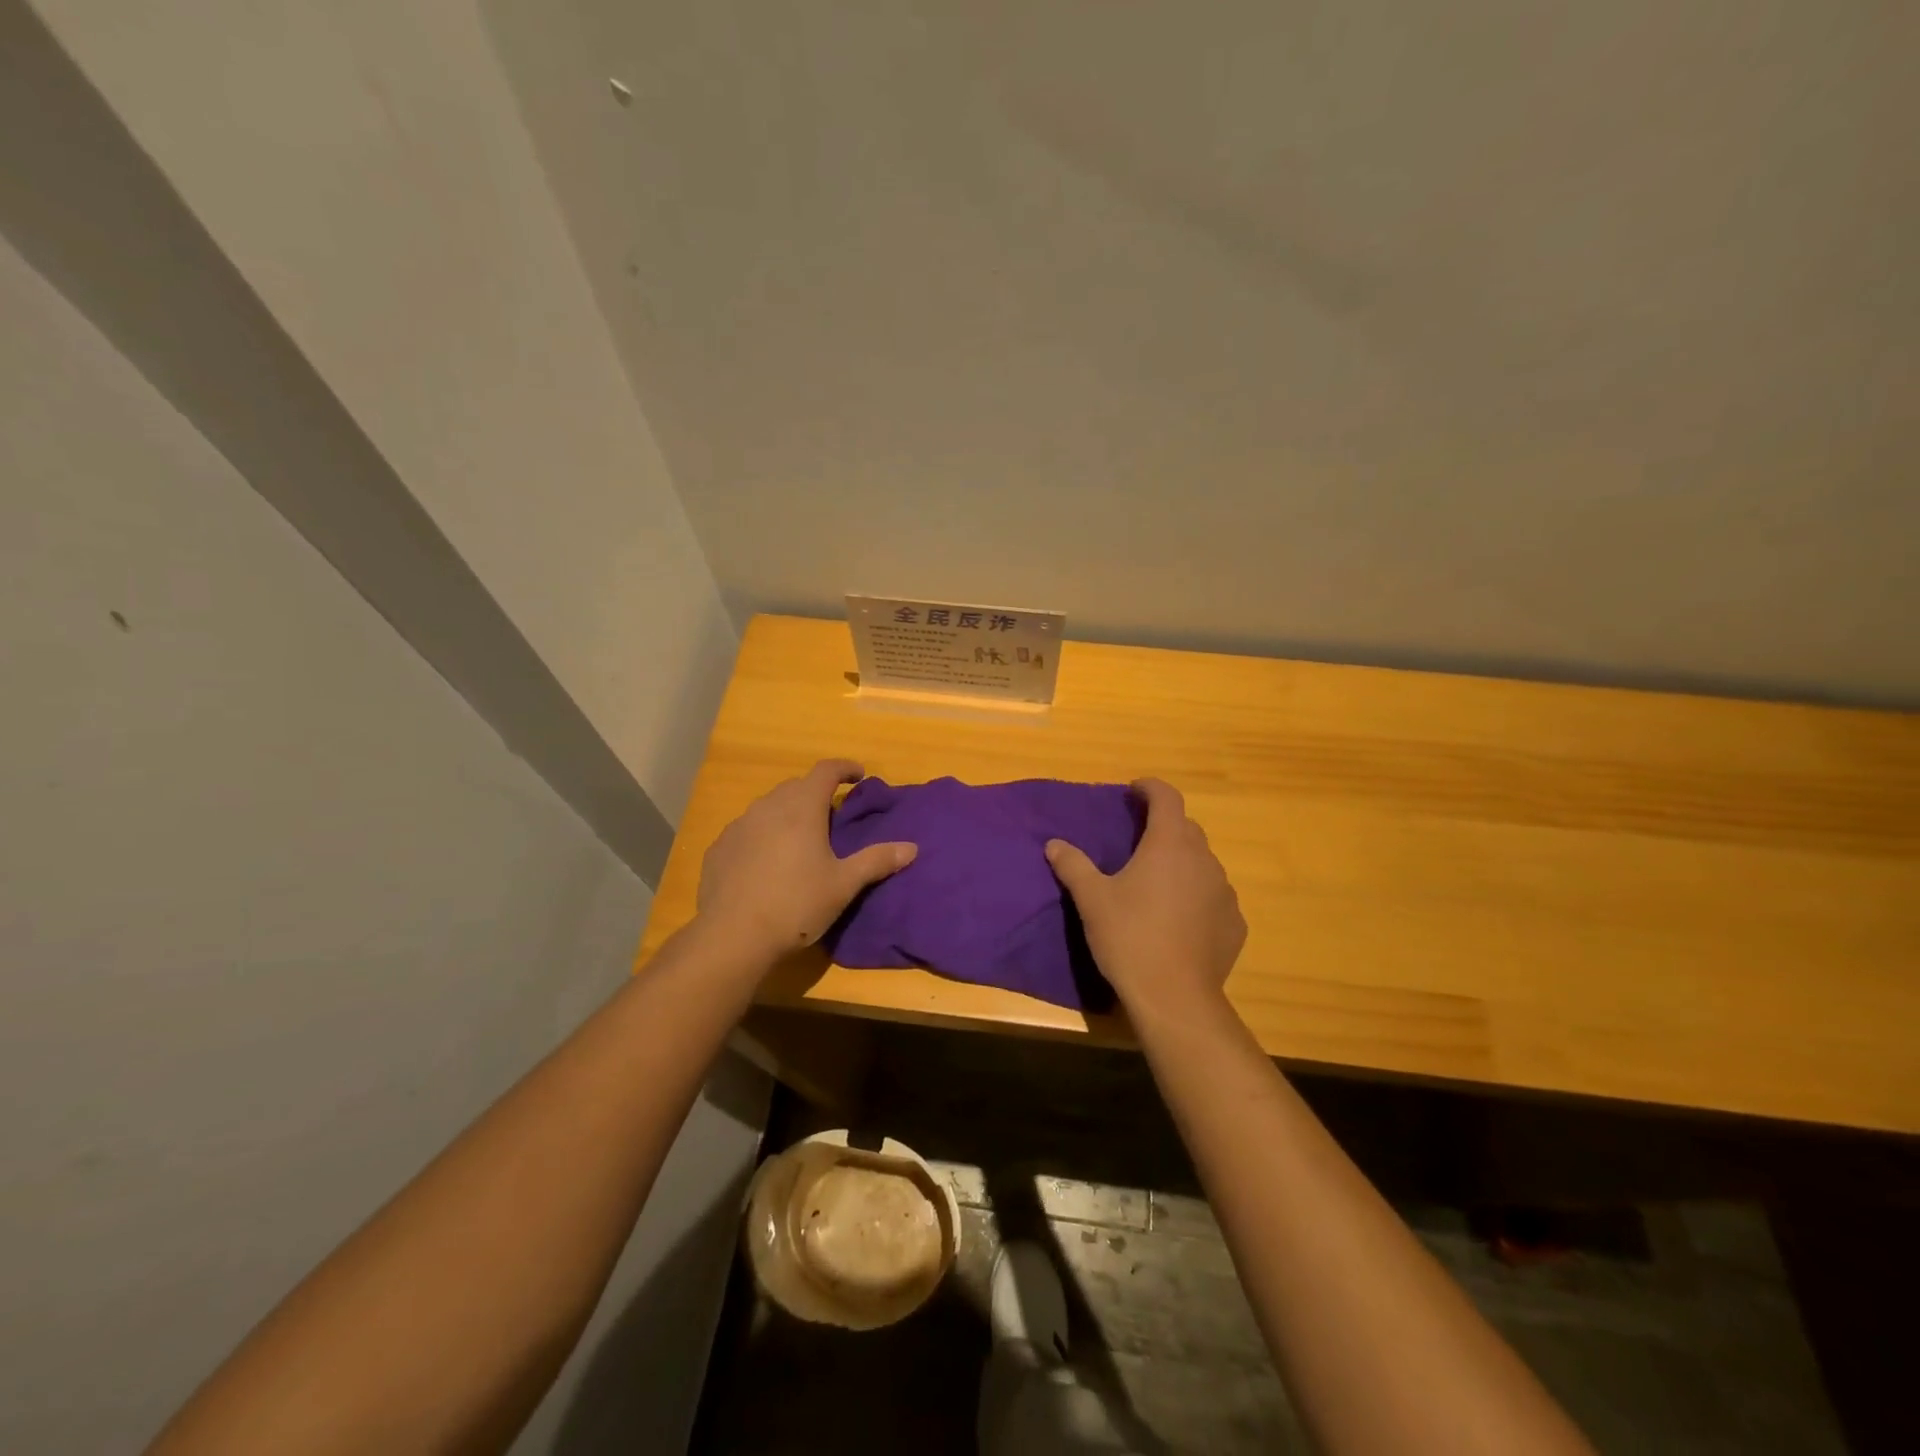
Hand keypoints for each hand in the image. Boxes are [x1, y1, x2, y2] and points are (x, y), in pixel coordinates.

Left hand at [695, 759, 916, 961]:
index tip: (858, 776)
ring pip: (768, 807)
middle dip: (816, 793)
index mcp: (802, 808)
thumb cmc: (796, 905)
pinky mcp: (719, 848)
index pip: (825, 770)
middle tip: (831, 816)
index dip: (844, 768)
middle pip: (796, 786)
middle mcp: (768, 807)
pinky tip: (765, 862)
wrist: (733, 936)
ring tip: (799, 840)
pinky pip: (747, 830)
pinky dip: (762, 835)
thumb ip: (877, 861)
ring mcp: (739, 826)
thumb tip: (911, 848)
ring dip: (787, 813)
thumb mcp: (844, 885)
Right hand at [1045, 779, 1245, 1021]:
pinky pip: (1214, 897)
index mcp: (1169, 844)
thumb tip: (1054, 844)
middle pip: (1186, 828)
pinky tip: (1179, 919)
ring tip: (1157, 883)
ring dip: (1182, 863)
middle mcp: (1203, 859)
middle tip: (1138, 840)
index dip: (1150, 788)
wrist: (1174, 997)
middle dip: (1163, 826)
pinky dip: (1197, 896)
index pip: (1167, 797)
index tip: (1133, 791)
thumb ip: (1073, 865)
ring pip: (1202, 863)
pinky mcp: (1234, 923)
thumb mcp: (1092, 899)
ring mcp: (1224, 892)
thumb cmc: (1129, 937)